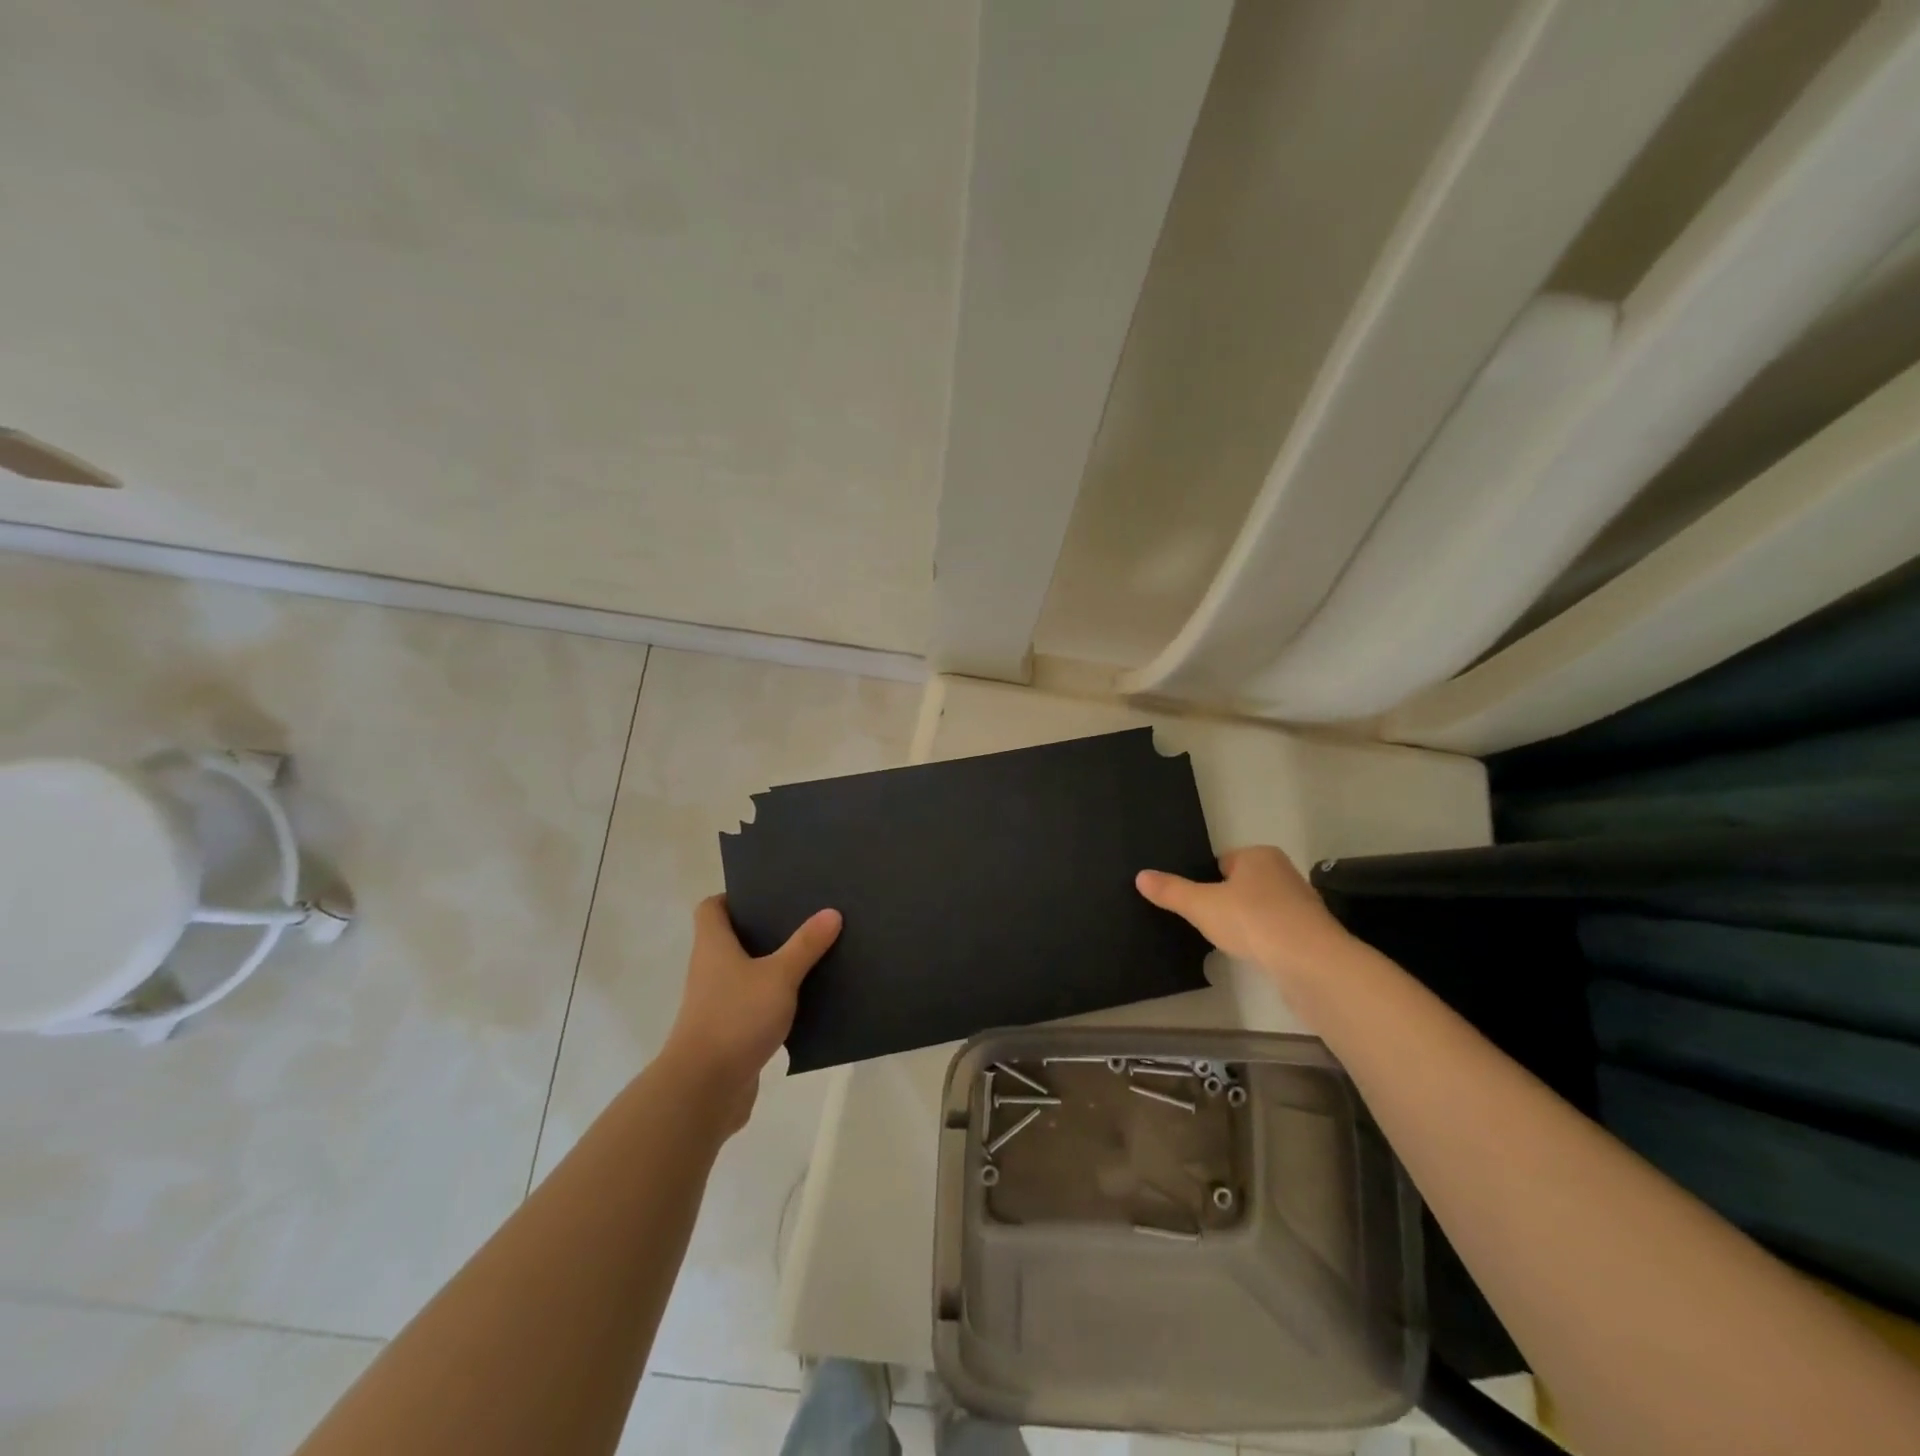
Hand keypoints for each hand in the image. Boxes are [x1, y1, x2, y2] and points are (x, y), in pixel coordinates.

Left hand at [660, 896, 840, 1133]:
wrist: (703, 1090)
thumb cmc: (736, 1018)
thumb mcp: (779, 976)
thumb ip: (805, 945)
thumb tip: (831, 912)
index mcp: (713, 946)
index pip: (711, 908)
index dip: (734, 896)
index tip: (767, 892)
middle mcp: (710, 970)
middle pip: (733, 938)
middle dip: (764, 929)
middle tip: (802, 918)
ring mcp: (716, 1003)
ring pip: (745, 973)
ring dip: (772, 965)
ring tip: (811, 953)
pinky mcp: (729, 1032)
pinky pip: (753, 1005)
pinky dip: (774, 999)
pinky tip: (806, 999)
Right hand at [1136, 846, 1350, 983]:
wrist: (1311, 964)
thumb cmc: (1253, 920)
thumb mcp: (1201, 905)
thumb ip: (1171, 891)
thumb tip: (1141, 876)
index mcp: (1259, 856)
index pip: (1223, 862)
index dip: (1205, 880)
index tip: (1193, 903)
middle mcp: (1284, 873)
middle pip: (1241, 885)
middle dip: (1225, 902)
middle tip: (1203, 922)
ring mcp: (1301, 905)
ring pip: (1260, 910)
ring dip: (1245, 924)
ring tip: (1225, 942)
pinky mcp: (1310, 936)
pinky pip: (1275, 934)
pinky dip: (1262, 942)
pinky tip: (1251, 956)